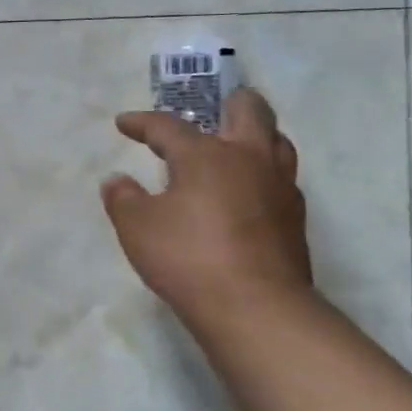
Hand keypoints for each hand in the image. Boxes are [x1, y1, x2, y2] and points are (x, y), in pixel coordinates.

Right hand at [100, 88, 313, 327]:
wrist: (255, 308)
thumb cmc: (188, 258)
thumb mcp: (137, 227)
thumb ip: (123, 199)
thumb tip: (117, 181)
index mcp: (207, 155)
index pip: (170, 127)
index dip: (142, 123)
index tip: (124, 123)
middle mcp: (249, 160)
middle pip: (250, 111)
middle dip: (229, 102)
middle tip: (212, 108)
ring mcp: (279, 188)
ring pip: (277, 142)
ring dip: (255, 135)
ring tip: (234, 146)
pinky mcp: (294, 219)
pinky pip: (281, 179)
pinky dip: (262, 174)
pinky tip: (246, 193)